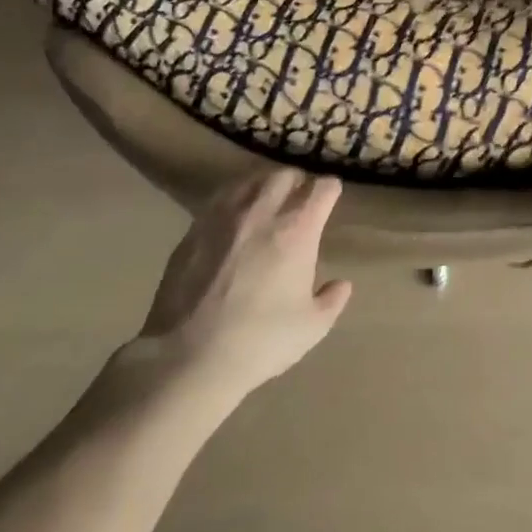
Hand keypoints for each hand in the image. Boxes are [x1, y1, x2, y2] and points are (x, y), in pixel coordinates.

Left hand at [132, 169, 352, 399]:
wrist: (190, 357)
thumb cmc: (261, 341)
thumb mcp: (311, 327)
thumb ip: (332, 300)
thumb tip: (341, 284)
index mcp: (297, 229)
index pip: (322, 188)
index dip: (330, 190)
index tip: (331, 197)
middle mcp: (262, 211)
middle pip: (285, 174)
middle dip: (297, 181)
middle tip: (299, 199)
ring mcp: (224, 217)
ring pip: (250, 180)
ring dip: (265, 185)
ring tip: (266, 202)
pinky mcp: (194, 229)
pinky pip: (220, 199)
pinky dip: (234, 200)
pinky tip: (233, 220)